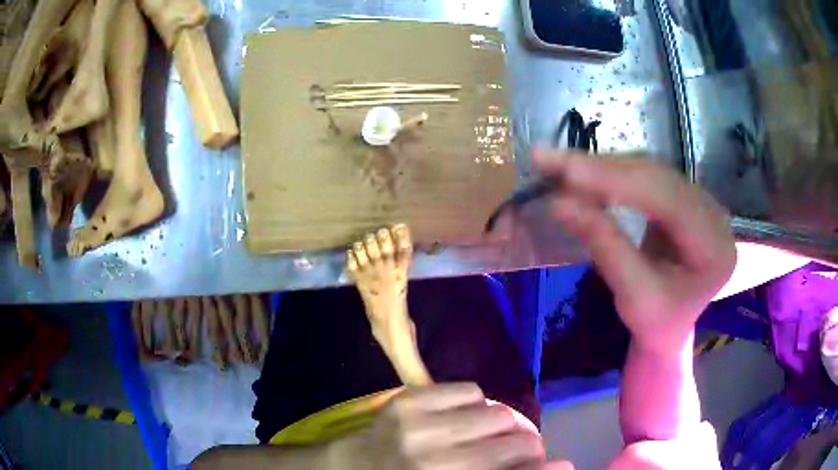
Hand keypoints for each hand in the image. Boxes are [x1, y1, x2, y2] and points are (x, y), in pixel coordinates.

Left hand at [362, 383, 546, 468]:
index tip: (564, 464)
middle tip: (517, 449)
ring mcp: (417, 428)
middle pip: (513, 443)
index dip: (544, 469)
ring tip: (484, 434)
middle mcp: (433, 463)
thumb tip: (563, 465)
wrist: (361, 465)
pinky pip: (470, 390)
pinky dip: (474, 404)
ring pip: (497, 413)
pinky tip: (460, 417)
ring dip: (501, 425)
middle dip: (525, 446)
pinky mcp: (407, 400)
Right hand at [534, 151, 735, 353]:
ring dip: (603, 167)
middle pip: (658, 176)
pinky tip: (585, 174)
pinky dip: (611, 174)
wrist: (671, 325)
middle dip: (603, 168)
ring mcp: (700, 200)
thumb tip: (559, 203)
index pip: (668, 201)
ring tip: (559, 166)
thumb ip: (605, 247)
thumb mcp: (632, 297)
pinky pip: (645, 175)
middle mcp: (714, 214)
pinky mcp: (683, 196)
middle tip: (550, 161)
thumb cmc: (656, 322)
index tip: (567, 172)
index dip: (619, 181)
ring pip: (649, 169)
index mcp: (714, 247)